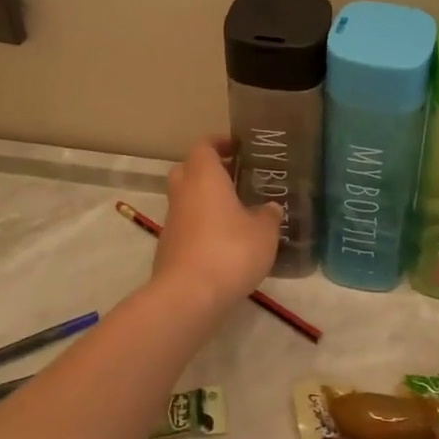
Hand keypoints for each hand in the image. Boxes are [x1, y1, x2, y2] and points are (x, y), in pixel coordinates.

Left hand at [151, 136, 281, 306]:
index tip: (237, 146)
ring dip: (204, 200)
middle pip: (188, 169)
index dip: (219, 142)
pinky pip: (185, 226)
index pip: (204, 146)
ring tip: (235, 212)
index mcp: (205, 178)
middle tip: (234, 177)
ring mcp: (172, 222)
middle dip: (208, 169)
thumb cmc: (230, 251)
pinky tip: (223, 242)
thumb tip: (270, 208)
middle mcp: (183, 193)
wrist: (188, 296)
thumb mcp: (264, 233)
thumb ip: (268, 216)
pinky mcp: (168, 248)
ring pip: (185, 199)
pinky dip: (200, 226)